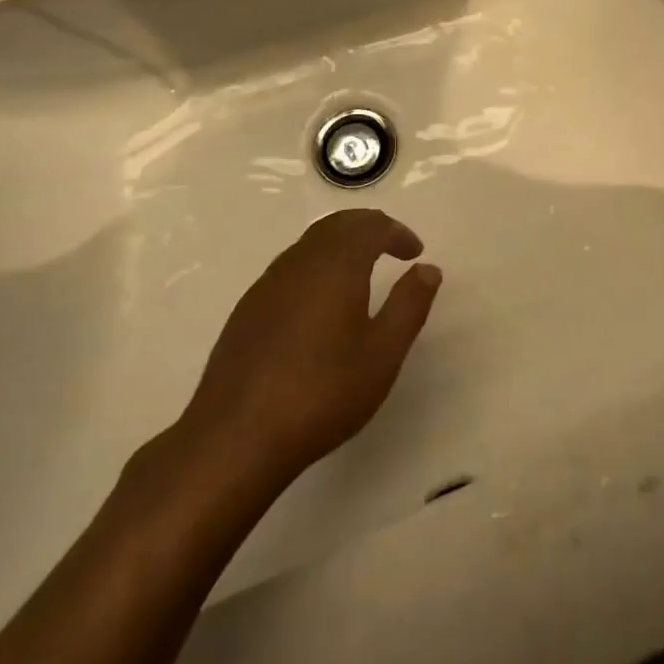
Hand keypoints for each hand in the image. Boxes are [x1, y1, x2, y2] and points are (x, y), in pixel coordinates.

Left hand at [169, 209, 442, 492]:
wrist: (235, 438)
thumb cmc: (322, 392)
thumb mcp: (383, 353)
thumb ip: (409, 304)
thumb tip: (427, 269)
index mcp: (336, 265)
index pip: (371, 227)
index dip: (397, 232)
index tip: (415, 252)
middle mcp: (300, 262)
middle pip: (337, 225)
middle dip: (368, 228)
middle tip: (391, 246)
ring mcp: (267, 285)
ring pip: (310, 244)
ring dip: (340, 245)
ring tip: (361, 271)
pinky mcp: (247, 310)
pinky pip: (289, 268)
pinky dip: (316, 266)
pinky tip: (320, 304)